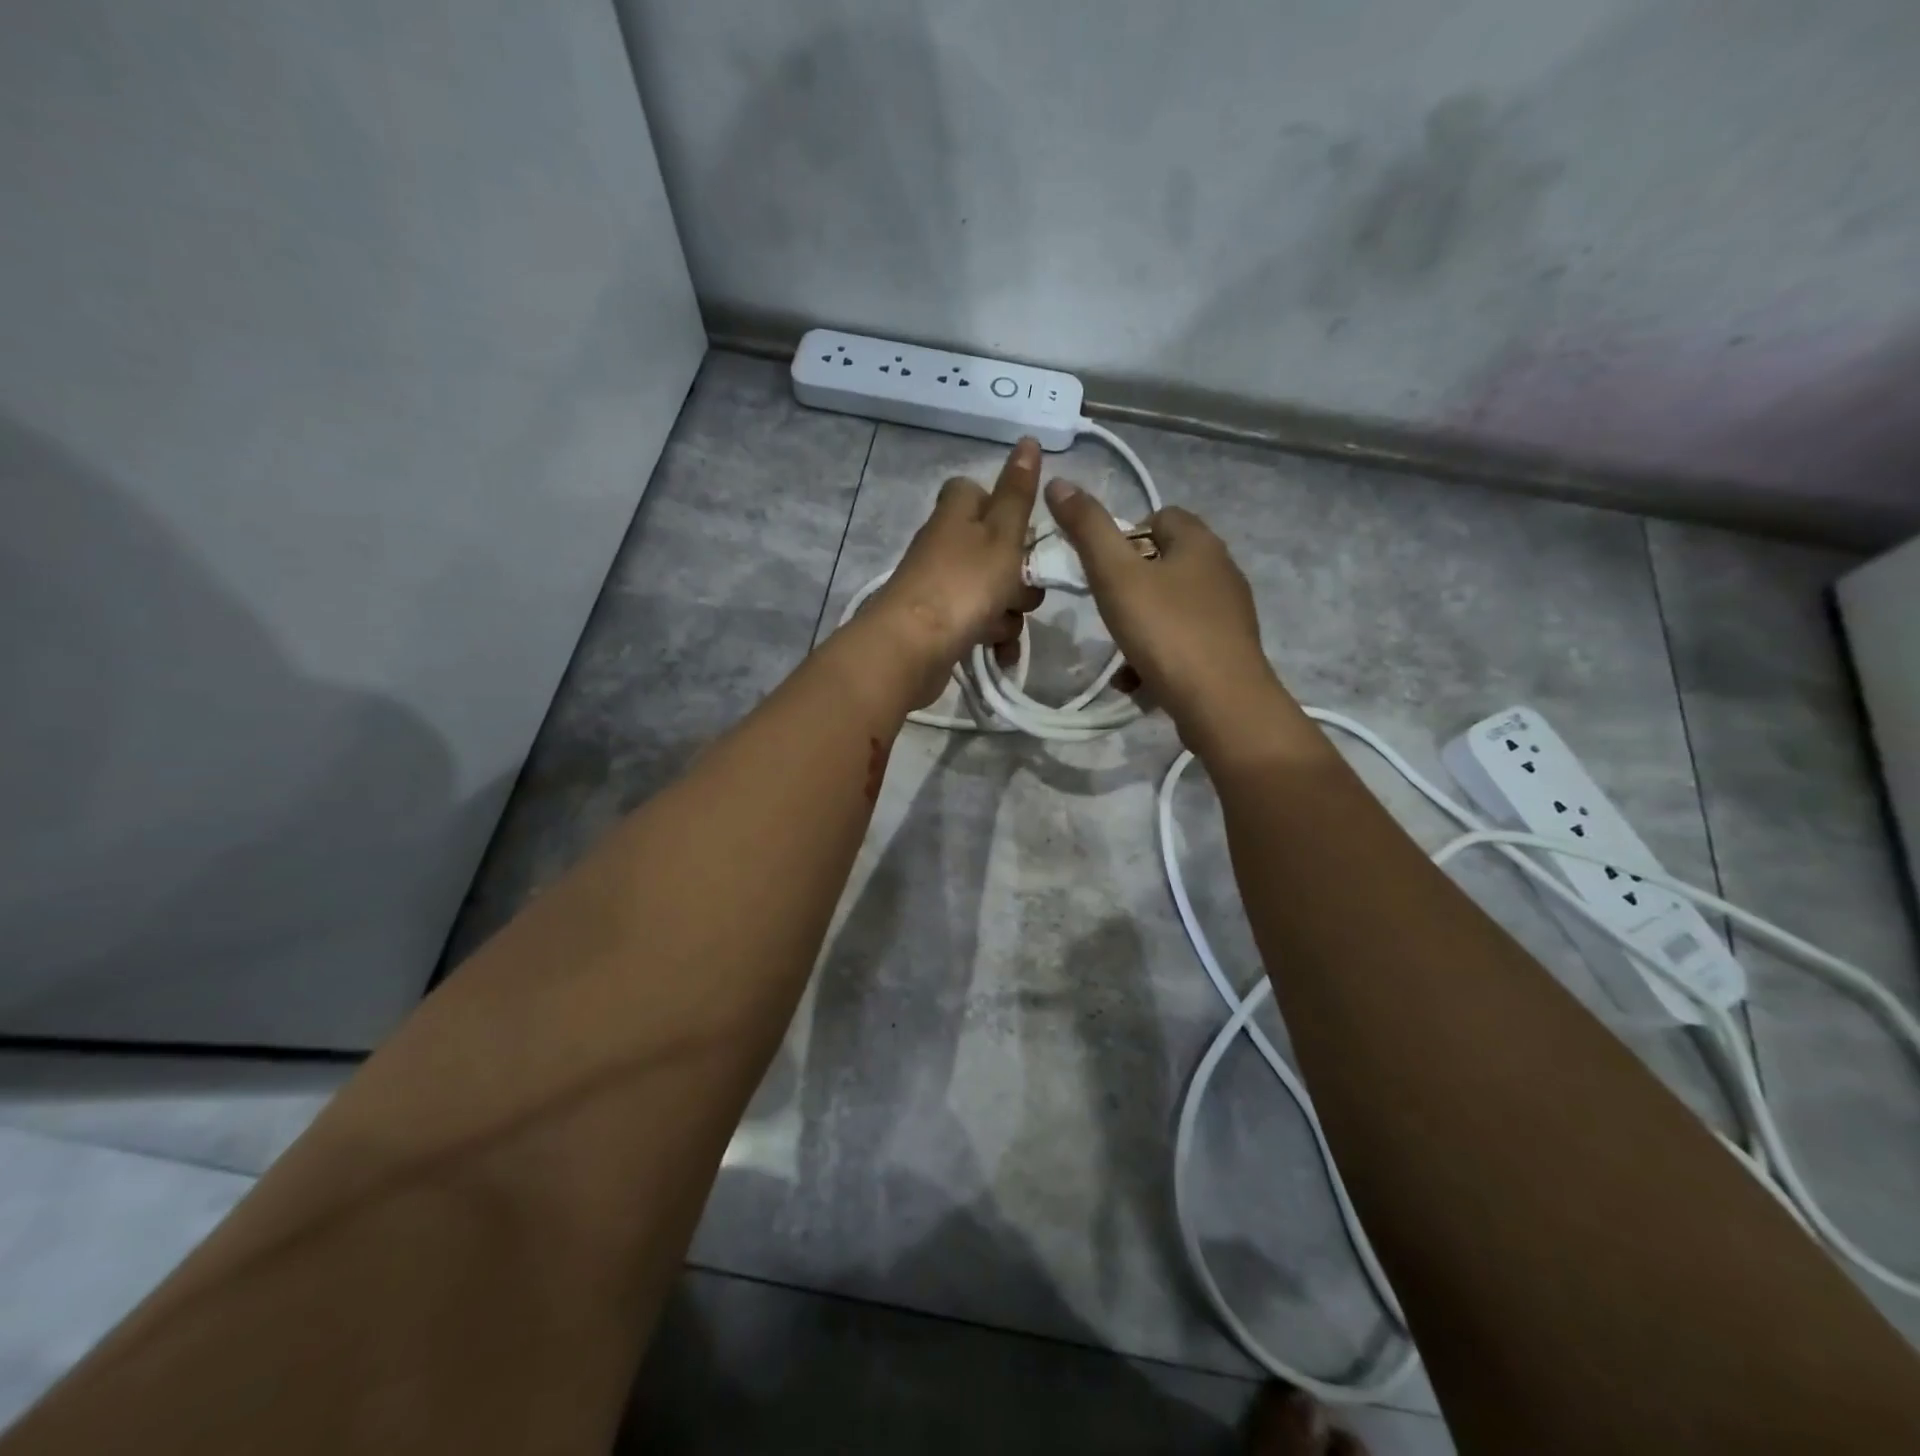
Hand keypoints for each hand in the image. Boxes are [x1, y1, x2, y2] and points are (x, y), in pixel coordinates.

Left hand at [872, 438, 1046, 706]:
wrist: (912, 647)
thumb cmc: (964, 583)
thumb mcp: (1002, 533)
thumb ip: (1018, 492)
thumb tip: (1028, 440)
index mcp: (957, 512)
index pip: (979, 492)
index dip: (1006, 510)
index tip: (1023, 533)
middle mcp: (946, 544)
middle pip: (996, 549)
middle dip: (1019, 575)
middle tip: (1019, 589)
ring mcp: (941, 585)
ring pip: (993, 591)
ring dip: (1009, 613)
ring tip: (1002, 627)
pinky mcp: (940, 623)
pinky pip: (979, 624)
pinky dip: (993, 638)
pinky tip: (999, 655)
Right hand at [1044, 482, 1286, 749]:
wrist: (1222, 703)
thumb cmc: (1166, 632)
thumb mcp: (1116, 577)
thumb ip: (1087, 529)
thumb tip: (1059, 481)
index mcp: (1200, 542)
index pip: (1160, 516)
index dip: (1126, 536)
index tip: (1102, 569)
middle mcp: (1221, 569)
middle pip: (1164, 564)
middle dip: (1130, 587)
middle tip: (1107, 611)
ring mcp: (1229, 613)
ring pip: (1171, 608)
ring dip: (1140, 627)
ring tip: (1120, 655)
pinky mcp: (1228, 650)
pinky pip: (1183, 642)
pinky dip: (1158, 656)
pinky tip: (1138, 682)